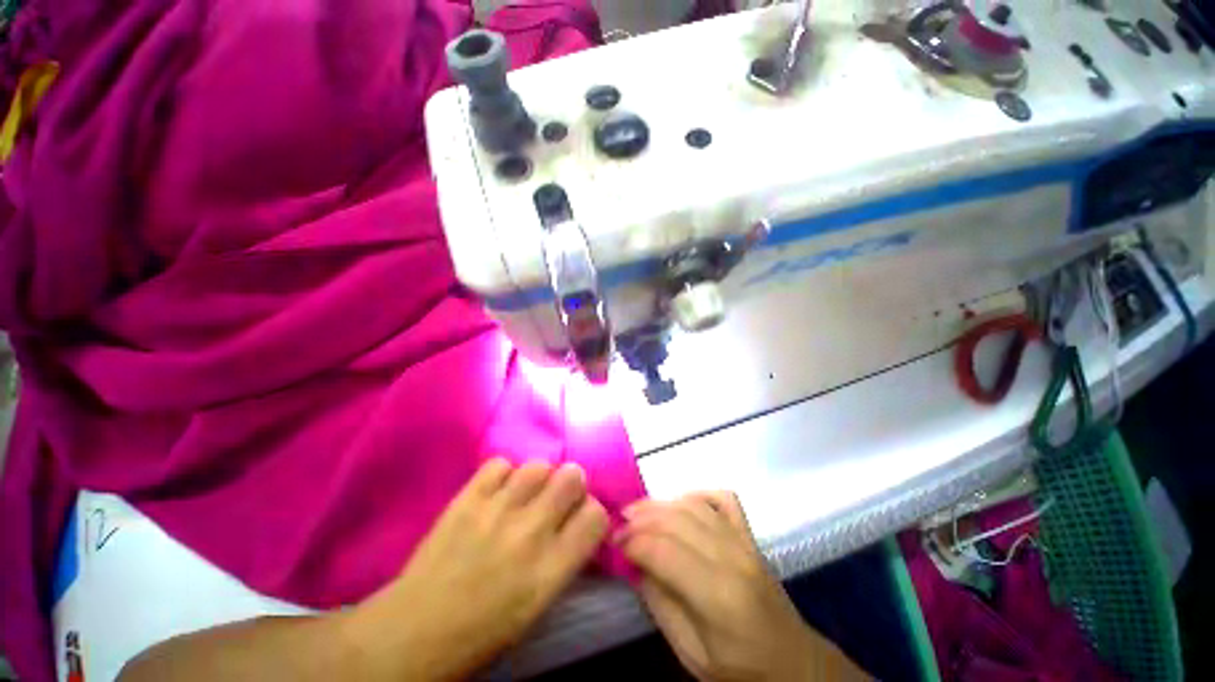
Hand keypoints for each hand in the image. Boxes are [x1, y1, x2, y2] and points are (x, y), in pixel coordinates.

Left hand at [343, 458, 608, 680]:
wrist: (414, 633)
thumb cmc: (483, 631)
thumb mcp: (539, 605)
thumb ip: (565, 558)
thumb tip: (578, 523)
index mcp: (551, 569)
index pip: (595, 515)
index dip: (592, 512)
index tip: (580, 517)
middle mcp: (530, 533)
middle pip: (573, 477)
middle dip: (571, 483)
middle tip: (557, 497)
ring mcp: (496, 511)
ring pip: (538, 466)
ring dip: (538, 477)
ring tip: (525, 493)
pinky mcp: (466, 499)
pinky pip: (500, 464)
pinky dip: (503, 474)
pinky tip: (497, 491)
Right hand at [618, 493, 864, 681]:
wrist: (793, 663)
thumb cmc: (740, 669)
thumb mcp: (690, 653)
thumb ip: (660, 603)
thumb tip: (636, 563)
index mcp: (719, 595)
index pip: (664, 551)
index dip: (633, 542)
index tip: (613, 544)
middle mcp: (732, 557)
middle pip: (677, 520)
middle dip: (641, 518)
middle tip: (619, 525)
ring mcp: (744, 541)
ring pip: (694, 505)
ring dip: (661, 503)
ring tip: (638, 511)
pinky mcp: (750, 535)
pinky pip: (722, 499)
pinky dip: (697, 494)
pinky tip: (680, 503)